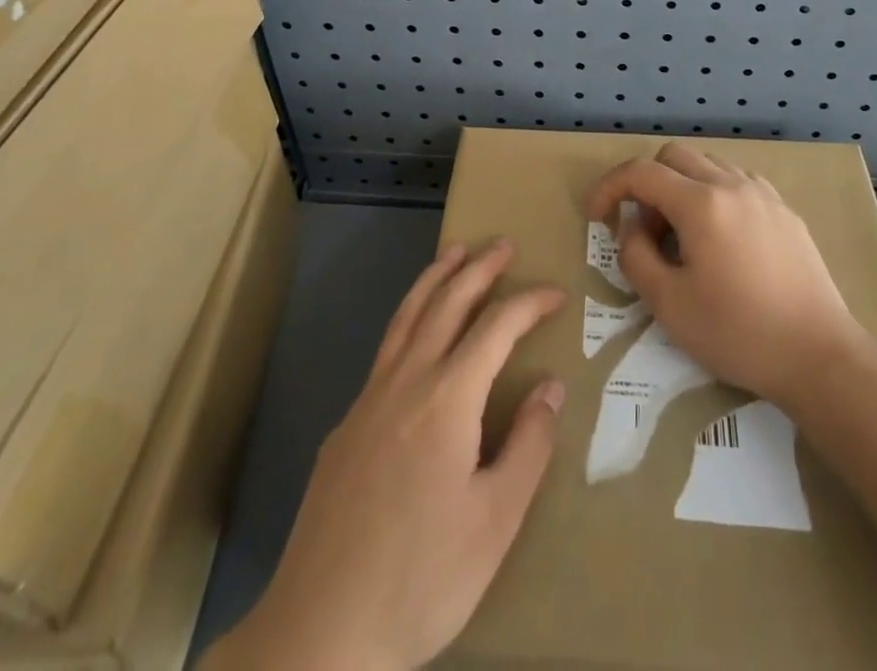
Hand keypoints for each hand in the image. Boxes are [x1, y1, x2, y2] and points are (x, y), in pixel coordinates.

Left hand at [215, 240, 564, 670]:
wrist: (320, 632)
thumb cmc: (421, 578)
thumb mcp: (495, 522)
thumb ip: (528, 446)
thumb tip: (550, 386)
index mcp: (447, 398)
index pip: (496, 327)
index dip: (528, 303)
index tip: (556, 294)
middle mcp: (405, 382)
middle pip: (445, 303)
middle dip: (478, 268)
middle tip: (502, 245)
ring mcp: (368, 400)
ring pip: (406, 317)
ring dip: (434, 279)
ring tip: (454, 252)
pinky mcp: (346, 426)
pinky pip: (385, 350)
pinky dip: (408, 318)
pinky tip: (415, 334)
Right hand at [587, 142, 862, 405]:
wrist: (819, 356)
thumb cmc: (738, 332)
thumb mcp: (668, 304)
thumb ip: (636, 255)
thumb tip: (632, 226)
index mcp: (700, 203)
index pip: (640, 172)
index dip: (609, 187)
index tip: (597, 217)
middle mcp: (731, 184)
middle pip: (673, 156)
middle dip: (647, 184)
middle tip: (647, 231)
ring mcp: (763, 194)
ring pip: (707, 164)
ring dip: (682, 186)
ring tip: (684, 235)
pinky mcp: (785, 211)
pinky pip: (737, 181)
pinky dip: (714, 193)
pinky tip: (721, 236)